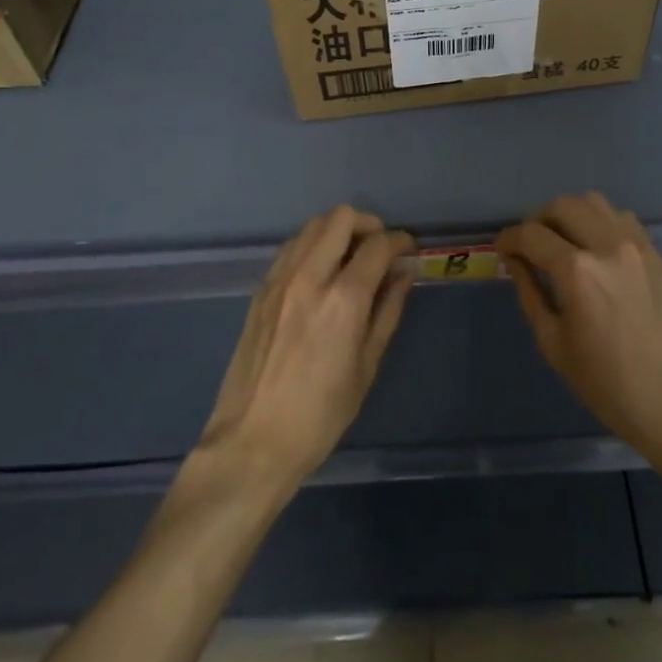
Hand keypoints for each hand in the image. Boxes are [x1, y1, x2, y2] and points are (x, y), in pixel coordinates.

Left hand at [198, 206, 415, 491]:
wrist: (252, 443)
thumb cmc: (320, 416)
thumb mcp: (366, 366)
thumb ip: (388, 309)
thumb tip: (405, 272)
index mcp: (343, 300)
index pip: (378, 245)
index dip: (400, 242)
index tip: (409, 251)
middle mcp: (309, 277)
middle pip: (340, 218)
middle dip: (368, 224)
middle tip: (379, 249)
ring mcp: (279, 279)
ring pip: (312, 225)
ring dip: (337, 230)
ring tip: (351, 257)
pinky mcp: (261, 289)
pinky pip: (291, 247)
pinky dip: (312, 245)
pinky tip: (321, 272)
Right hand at [498, 192, 661, 471]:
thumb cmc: (610, 386)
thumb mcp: (555, 345)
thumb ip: (530, 294)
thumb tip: (515, 262)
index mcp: (577, 271)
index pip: (531, 235)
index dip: (509, 239)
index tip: (502, 249)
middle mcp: (607, 245)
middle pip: (562, 206)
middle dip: (537, 220)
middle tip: (529, 245)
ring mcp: (637, 246)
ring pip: (594, 203)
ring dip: (570, 214)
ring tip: (562, 240)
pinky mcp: (657, 254)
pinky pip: (622, 219)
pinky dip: (600, 222)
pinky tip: (596, 248)